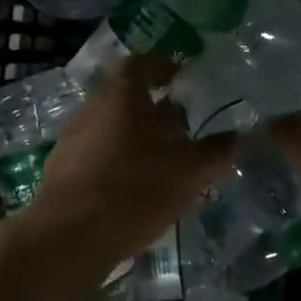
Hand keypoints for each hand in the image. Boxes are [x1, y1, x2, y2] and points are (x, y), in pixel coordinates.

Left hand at [33, 56, 235, 266]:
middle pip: (128, 98)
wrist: (70, 236)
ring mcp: (73, 138)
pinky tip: (136, 189)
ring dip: (139, 138)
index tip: (180, 79)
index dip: (162, 68)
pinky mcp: (62, 169)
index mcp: (122, 95)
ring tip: (165, 164)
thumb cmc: (135, 189)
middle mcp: (93, 107)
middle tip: (183, 131)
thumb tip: (238, 137)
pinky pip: (98, 154)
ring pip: (113, 128)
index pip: (141, 64)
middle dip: (157, 112)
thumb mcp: (189, 172)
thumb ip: (216, 152)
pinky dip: (120, 161)